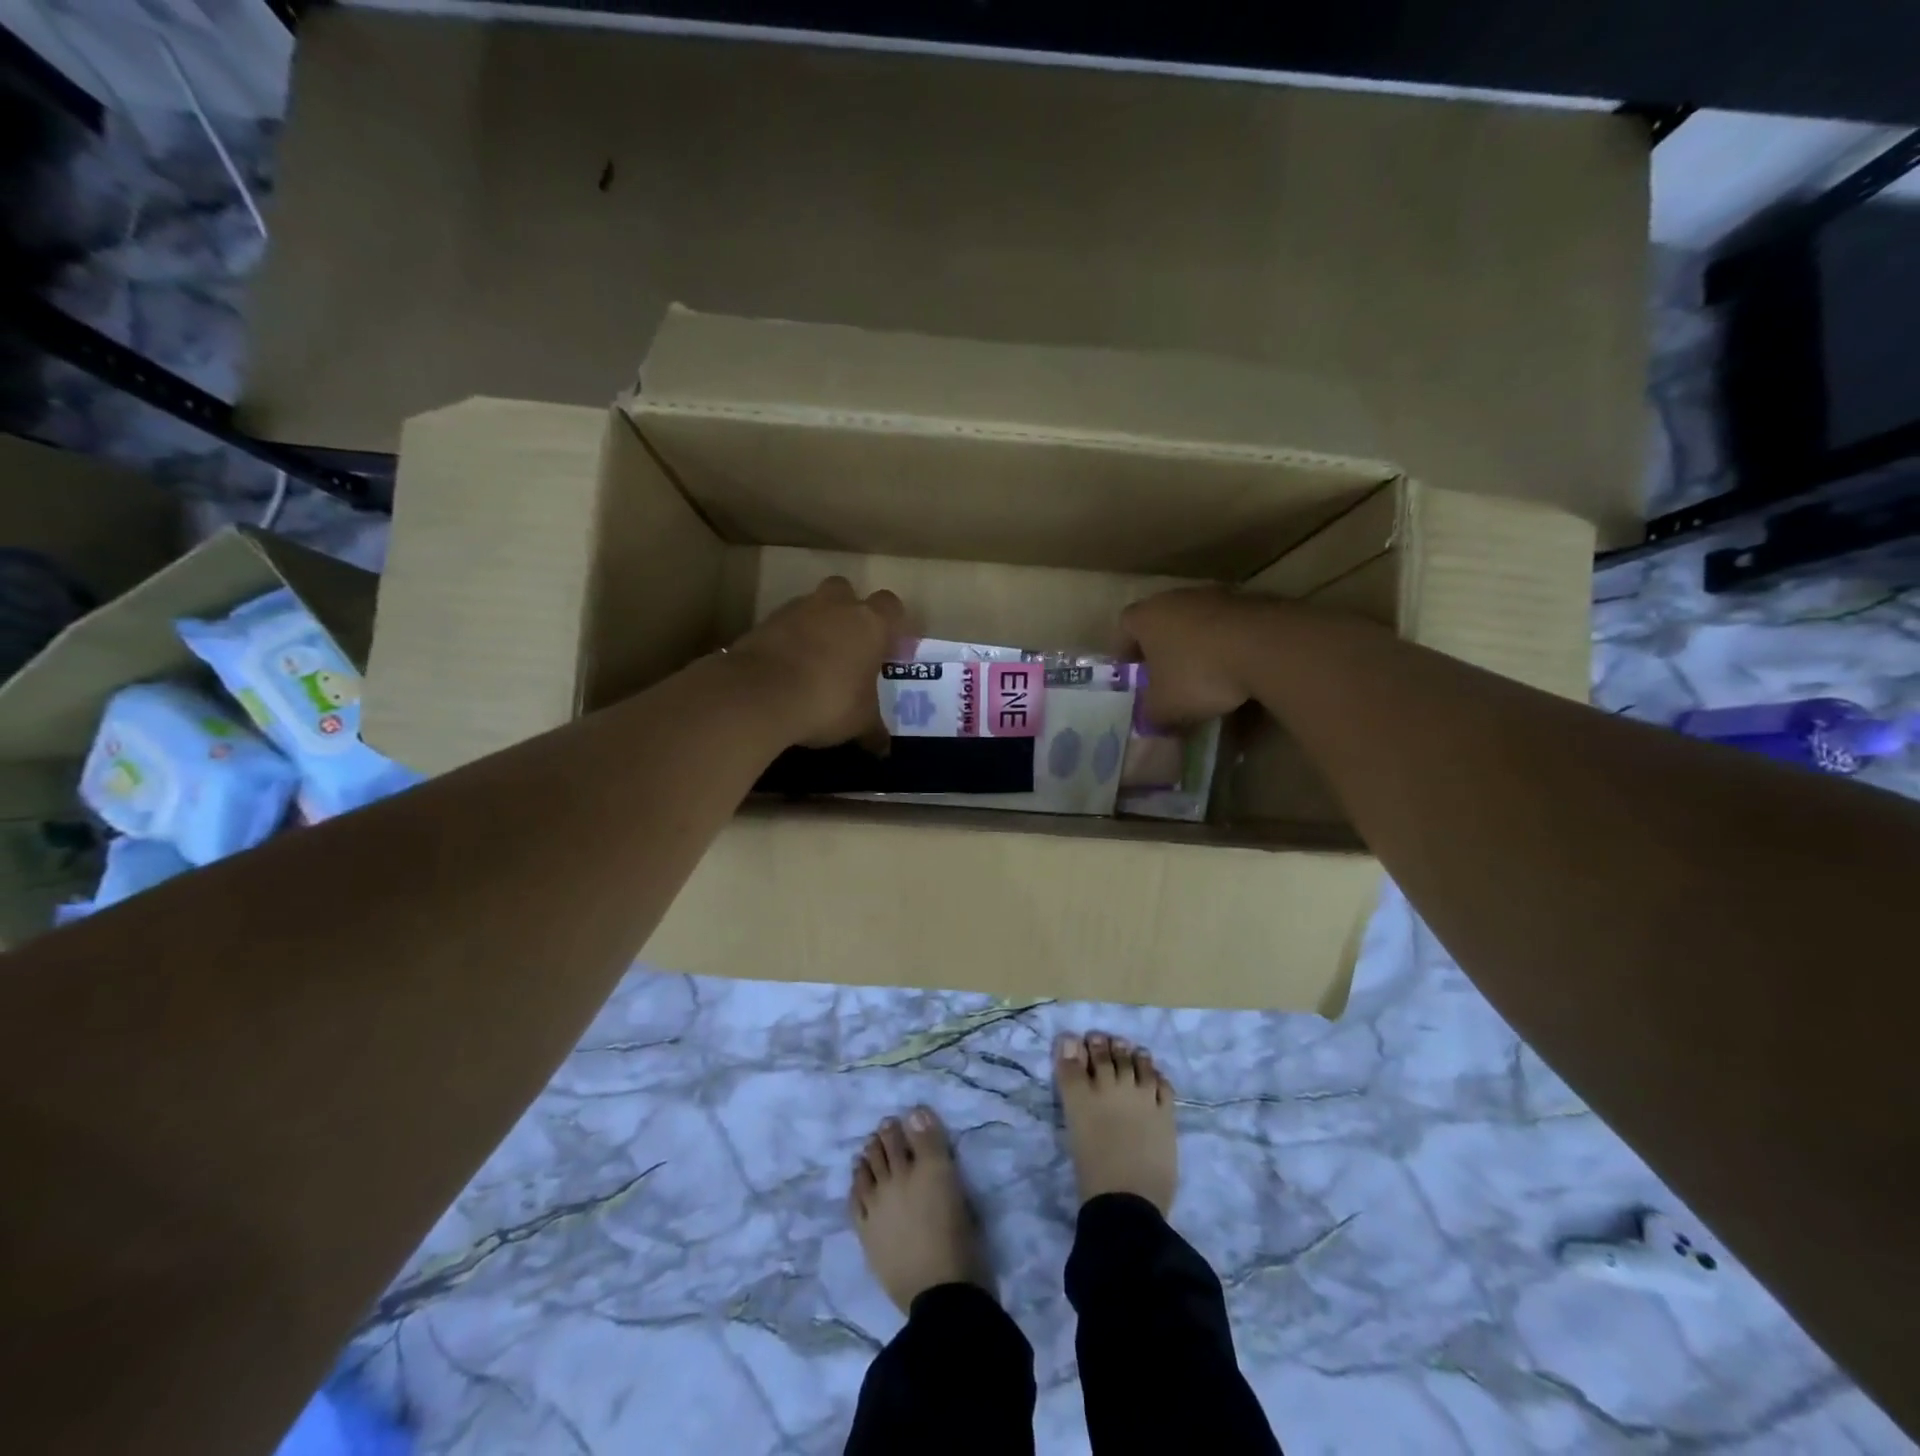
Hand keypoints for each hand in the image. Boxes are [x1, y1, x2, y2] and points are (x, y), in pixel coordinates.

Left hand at [728, 577, 905, 747]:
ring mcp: (795, 610)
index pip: (892, 607)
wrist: (759, 694)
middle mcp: (835, 605)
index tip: (891, 651)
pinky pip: (784, 626)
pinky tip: (788, 671)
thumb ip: (874, 730)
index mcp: (869, 623)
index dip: (894, 627)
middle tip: (851, 647)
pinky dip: (788, 642)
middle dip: (850, 613)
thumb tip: (883, 748)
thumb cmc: (828, 701)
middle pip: (847, 592)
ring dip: (817, 627)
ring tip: (816, 663)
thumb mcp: (859, 722)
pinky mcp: (763, 622)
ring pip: (812, 607)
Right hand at [1119, 587, 1280, 726]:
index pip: (1124, 627)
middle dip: (1160, 647)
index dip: (1123, 650)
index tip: (1129, 671)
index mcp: (1147, 617)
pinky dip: (1225, 644)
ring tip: (1202, 674)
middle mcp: (1176, 598)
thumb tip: (1150, 722)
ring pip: (1195, 621)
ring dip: (1195, 644)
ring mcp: (1216, 595)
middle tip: (1163, 675)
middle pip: (1161, 620)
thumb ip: (1151, 715)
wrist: (1266, 647)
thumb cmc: (1198, 674)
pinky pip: (1227, 626)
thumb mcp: (1165, 707)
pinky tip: (1234, 668)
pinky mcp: (1250, 602)